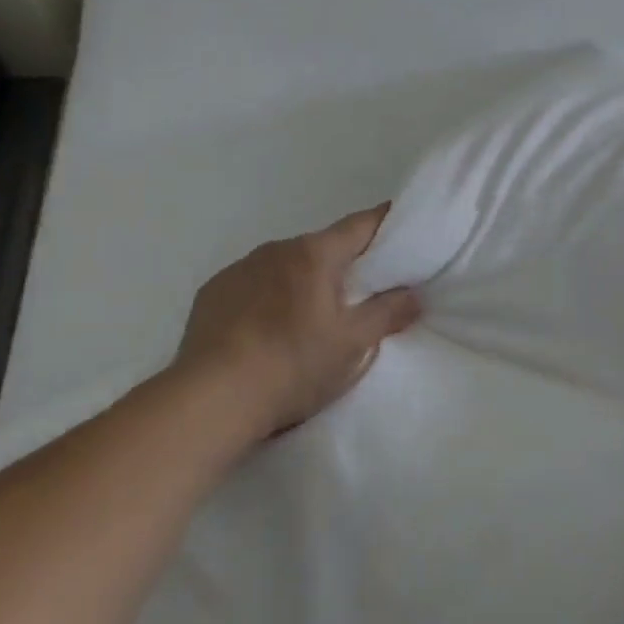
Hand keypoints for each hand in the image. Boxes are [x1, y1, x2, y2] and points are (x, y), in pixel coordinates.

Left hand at [174, 205, 420, 434]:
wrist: (211, 400)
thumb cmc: (293, 365)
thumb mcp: (352, 345)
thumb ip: (387, 314)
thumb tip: (413, 294)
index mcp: (314, 253)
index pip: (360, 225)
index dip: (384, 223)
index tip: (401, 225)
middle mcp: (276, 249)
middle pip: (321, 247)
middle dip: (342, 264)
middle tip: (358, 293)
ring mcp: (239, 269)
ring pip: (284, 266)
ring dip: (301, 282)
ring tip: (306, 319)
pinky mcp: (211, 293)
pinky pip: (251, 285)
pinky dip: (266, 298)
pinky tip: (264, 331)